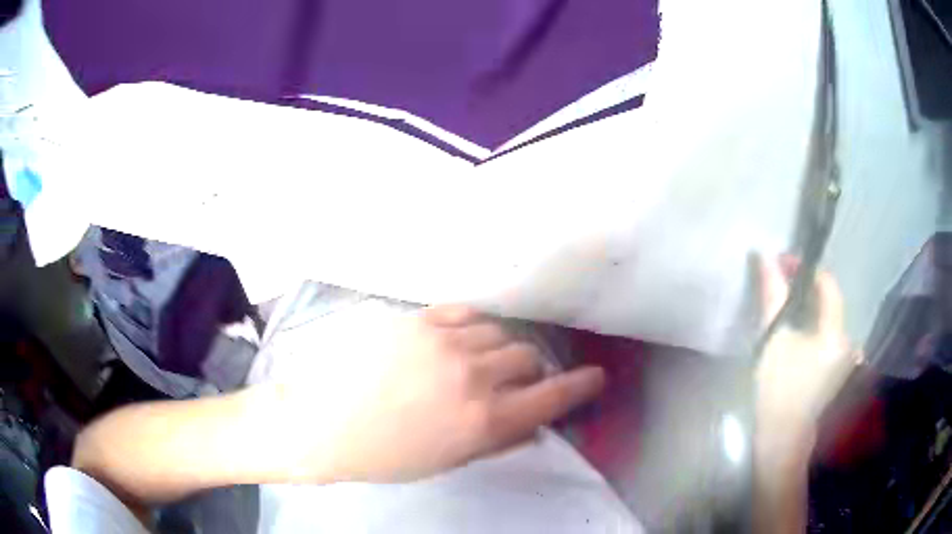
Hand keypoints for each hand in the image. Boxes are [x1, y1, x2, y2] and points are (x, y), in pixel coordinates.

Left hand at [261, 304, 604, 483]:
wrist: (320, 423)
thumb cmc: (384, 455)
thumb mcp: (447, 461)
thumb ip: (497, 441)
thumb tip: (533, 424)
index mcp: (483, 422)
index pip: (552, 397)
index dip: (579, 387)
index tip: (593, 378)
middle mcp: (472, 377)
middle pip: (528, 358)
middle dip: (528, 372)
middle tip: (510, 383)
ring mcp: (444, 342)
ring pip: (500, 333)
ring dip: (497, 350)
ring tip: (474, 364)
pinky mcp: (418, 320)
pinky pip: (467, 313)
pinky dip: (473, 328)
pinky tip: (458, 341)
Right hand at [755, 257, 855, 431]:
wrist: (781, 439)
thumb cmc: (778, 389)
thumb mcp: (773, 339)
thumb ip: (772, 295)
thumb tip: (765, 256)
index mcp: (836, 332)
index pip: (827, 284)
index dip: (804, 269)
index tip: (781, 264)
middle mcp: (846, 341)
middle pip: (827, 301)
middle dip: (804, 289)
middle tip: (778, 285)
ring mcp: (843, 359)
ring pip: (826, 319)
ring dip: (806, 308)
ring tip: (783, 307)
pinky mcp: (835, 371)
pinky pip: (825, 336)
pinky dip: (811, 327)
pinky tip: (795, 335)